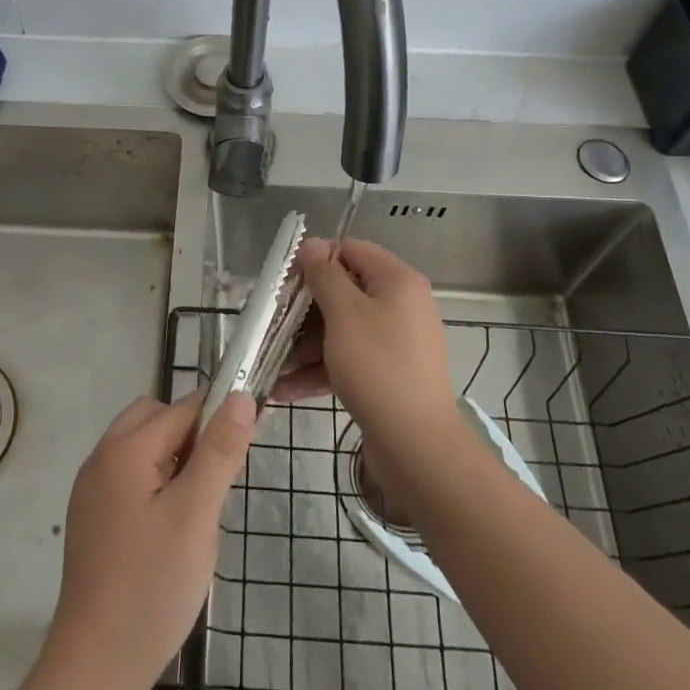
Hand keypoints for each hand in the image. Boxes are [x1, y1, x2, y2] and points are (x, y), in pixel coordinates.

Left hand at [37, 389, 256, 689]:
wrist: (95, 667)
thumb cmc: (152, 586)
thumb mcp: (196, 515)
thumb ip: (218, 451)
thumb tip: (239, 396)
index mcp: (125, 450)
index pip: (182, 408)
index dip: (219, 417)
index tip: (249, 440)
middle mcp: (101, 458)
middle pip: (155, 418)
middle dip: (192, 435)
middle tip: (218, 481)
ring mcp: (91, 490)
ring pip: (143, 447)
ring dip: (174, 459)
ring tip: (197, 508)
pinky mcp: (91, 518)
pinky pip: (130, 476)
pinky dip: (156, 482)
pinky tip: (171, 527)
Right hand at [274, 238, 458, 447]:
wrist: (417, 445)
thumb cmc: (378, 366)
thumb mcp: (344, 314)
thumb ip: (325, 276)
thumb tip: (313, 244)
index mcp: (397, 281)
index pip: (351, 250)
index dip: (317, 260)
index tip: (285, 281)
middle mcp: (401, 305)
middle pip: (345, 292)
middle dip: (305, 309)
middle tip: (273, 322)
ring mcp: (396, 342)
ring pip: (343, 329)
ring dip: (306, 344)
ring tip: (272, 362)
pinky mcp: (388, 374)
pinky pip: (350, 359)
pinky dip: (321, 369)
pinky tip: (285, 389)